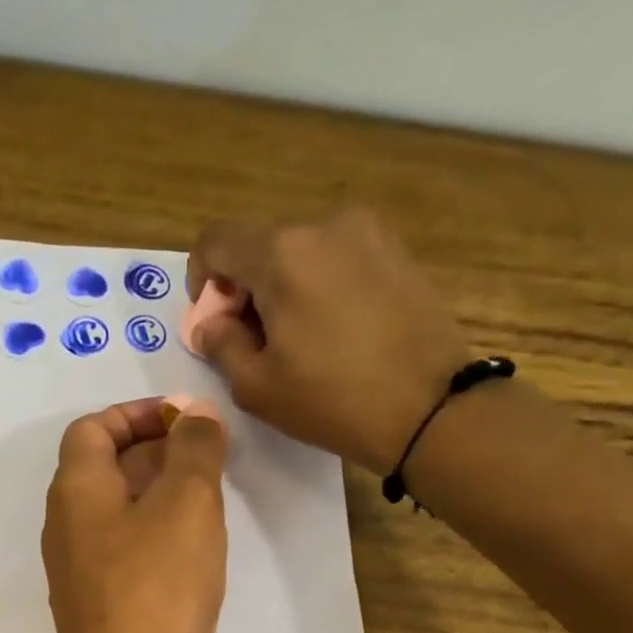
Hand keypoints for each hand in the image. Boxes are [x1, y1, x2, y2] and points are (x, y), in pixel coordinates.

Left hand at [42, 397, 227, 632]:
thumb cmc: (158, 585)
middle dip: (156, 453)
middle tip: (209, 458)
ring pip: (118, 514)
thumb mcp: (186, 503)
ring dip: (161, 496)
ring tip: (211, 500)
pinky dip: (157, 538)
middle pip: (104, 470)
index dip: (136, 414)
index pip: (92, 429)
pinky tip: (196, 553)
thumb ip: (194, 449)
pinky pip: (126, 553)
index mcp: (75, 491)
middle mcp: (67, 527)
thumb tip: (195, 414)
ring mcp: (80, 571)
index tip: (185, 421)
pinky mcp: (101, 607)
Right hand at [187, 205, 470, 472]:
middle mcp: (323, 225)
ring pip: (298, 249)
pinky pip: (335, 256)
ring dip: (281, 286)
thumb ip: (219, 344)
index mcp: (282, 253)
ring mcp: (367, 232)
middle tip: (254, 340)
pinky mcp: (395, 249)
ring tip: (298, 338)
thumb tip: (209, 323)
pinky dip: (318, 283)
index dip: (201, 281)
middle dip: (244, 287)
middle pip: (259, 244)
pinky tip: (333, 329)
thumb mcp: (256, 386)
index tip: (214, 322)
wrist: (431, 408)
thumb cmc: (332, 400)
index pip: (216, 241)